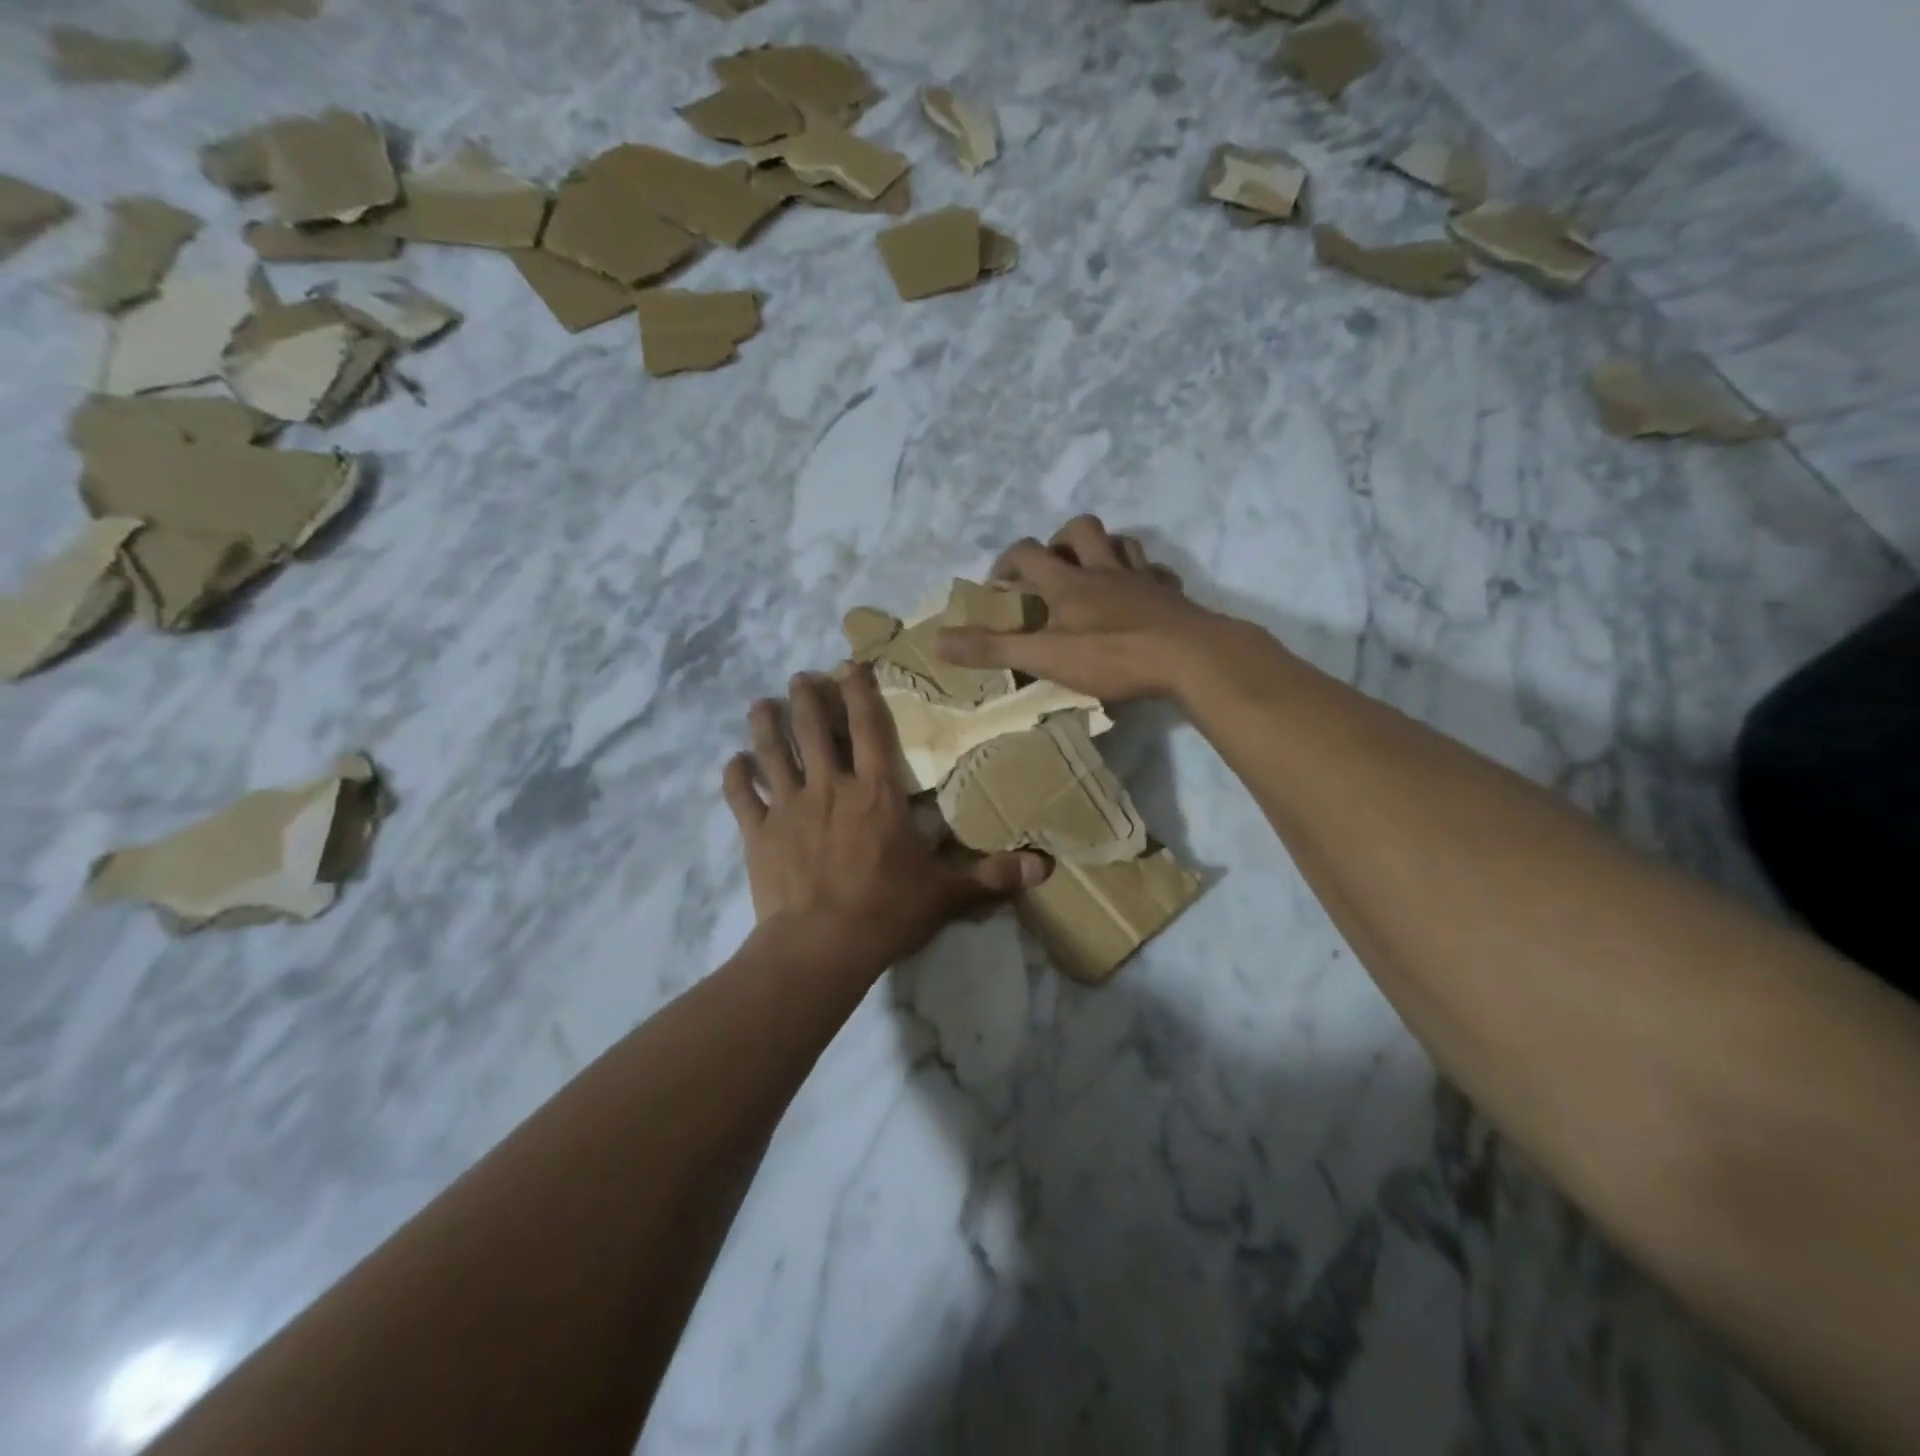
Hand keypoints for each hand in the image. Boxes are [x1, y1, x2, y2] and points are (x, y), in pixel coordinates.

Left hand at [722, 665, 1050, 973]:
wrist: (822, 946)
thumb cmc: (886, 912)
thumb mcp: (946, 893)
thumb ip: (991, 875)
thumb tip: (1045, 867)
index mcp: (876, 792)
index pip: (870, 729)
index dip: (861, 692)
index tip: (850, 665)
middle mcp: (830, 787)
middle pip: (814, 729)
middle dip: (808, 697)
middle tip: (800, 677)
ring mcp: (788, 807)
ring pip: (773, 752)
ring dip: (766, 725)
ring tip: (760, 704)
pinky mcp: (758, 832)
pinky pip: (740, 795)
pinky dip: (735, 776)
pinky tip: (733, 762)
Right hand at [935, 515, 1228, 701]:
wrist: (1189, 657)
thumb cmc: (1112, 656)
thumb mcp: (1045, 657)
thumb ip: (993, 649)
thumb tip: (937, 641)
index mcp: (1069, 583)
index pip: (1028, 553)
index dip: (1007, 561)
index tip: (998, 584)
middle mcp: (1104, 570)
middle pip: (1081, 529)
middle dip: (1059, 540)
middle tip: (1051, 569)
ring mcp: (1141, 579)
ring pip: (1121, 542)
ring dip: (1103, 549)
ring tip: (1093, 574)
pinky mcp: (1171, 595)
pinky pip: (1156, 572)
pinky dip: (1142, 577)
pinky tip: (1139, 595)